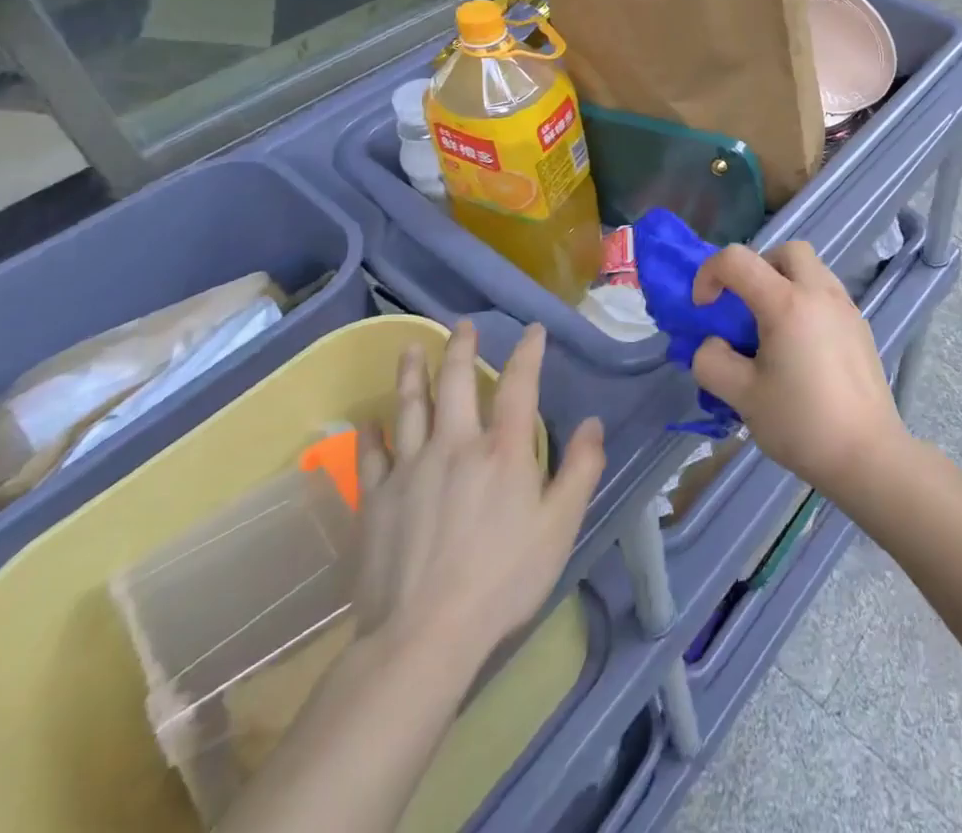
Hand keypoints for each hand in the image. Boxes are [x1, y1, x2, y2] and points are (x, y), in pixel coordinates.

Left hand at [352, 321, 603, 693]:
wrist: (423, 636)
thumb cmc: (503, 579)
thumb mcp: (560, 526)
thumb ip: (580, 469)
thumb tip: (592, 423)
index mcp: (503, 450)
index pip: (519, 384)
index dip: (528, 352)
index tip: (533, 329)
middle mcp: (455, 445)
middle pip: (457, 383)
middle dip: (462, 348)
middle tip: (462, 325)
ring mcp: (410, 469)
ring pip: (410, 407)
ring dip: (413, 373)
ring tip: (412, 348)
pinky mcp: (375, 500)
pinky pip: (371, 454)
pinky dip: (371, 432)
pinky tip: (369, 419)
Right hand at [689, 243, 907, 501]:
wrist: (867, 454)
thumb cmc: (801, 423)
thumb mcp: (741, 396)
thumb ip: (712, 361)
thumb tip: (713, 344)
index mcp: (787, 303)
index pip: (737, 259)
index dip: (709, 274)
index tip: (704, 309)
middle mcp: (820, 293)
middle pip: (786, 251)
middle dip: (756, 267)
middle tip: (744, 307)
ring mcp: (846, 308)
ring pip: (811, 269)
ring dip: (783, 283)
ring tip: (771, 330)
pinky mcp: (860, 327)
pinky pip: (827, 294)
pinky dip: (805, 302)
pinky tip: (800, 349)